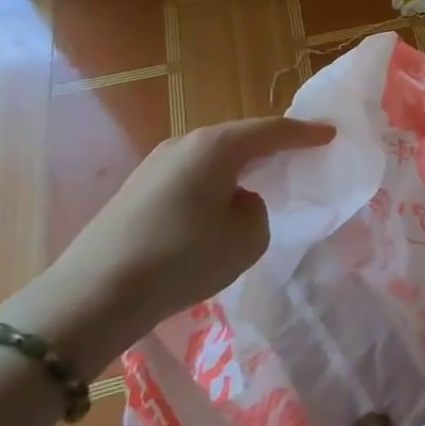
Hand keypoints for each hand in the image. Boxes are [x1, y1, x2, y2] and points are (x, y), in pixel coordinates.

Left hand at [27, 117, 334, 371]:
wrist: (94, 294)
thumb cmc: (183, 258)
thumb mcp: (247, 238)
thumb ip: (256, 210)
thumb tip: (237, 201)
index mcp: (216, 147)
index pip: (272, 131)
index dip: (305, 133)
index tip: (330, 133)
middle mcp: (184, 145)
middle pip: (239, 137)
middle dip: (271, 144)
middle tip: (299, 151)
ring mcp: (155, 165)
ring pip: (212, 158)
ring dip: (240, 166)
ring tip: (262, 178)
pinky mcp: (137, 191)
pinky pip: (191, 176)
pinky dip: (214, 183)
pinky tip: (219, 205)